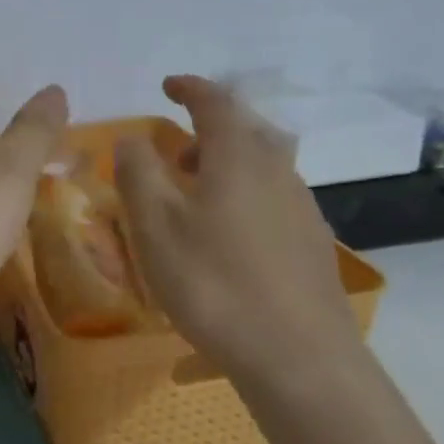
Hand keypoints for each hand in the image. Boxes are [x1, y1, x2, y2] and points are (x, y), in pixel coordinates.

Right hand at [115, 76, 361, 383]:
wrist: (299, 357)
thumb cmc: (214, 283)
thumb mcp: (155, 226)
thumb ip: (138, 173)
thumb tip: (132, 138)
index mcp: (238, 157)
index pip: (215, 103)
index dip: (189, 88)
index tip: (167, 85)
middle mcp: (277, 171)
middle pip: (246, 131)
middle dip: (209, 129)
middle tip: (176, 149)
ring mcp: (301, 208)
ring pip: (262, 166)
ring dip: (226, 165)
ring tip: (194, 195)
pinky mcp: (311, 243)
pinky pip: (272, 199)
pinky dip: (243, 197)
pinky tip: (225, 238)